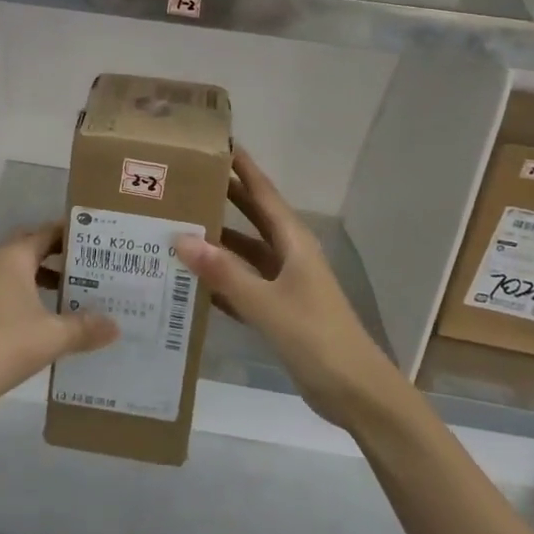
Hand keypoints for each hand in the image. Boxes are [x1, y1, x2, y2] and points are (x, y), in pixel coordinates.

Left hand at [0, 222, 117, 425]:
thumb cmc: (0, 346)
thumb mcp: (51, 337)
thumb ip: (85, 328)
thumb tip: (116, 325)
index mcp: (13, 257)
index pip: (48, 231)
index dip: (74, 234)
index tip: (101, 239)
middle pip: (33, 247)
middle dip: (61, 254)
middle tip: (93, 264)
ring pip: (21, 272)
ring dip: (46, 278)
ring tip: (79, 292)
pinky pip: (11, 292)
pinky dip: (32, 297)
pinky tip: (50, 321)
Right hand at [175, 146, 398, 428]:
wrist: (356, 393)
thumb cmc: (316, 338)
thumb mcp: (267, 304)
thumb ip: (224, 274)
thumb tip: (181, 238)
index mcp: (293, 241)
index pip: (262, 192)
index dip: (242, 166)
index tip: (216, 141)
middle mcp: (288, 254)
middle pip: (252, 216)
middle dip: (223, 196)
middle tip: (184, 179)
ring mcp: (285, 283)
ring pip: (245, 251)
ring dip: (217, 240)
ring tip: (178, 225)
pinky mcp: (280, 310)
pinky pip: (244, 284)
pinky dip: (221, 278)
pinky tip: (192, 279)